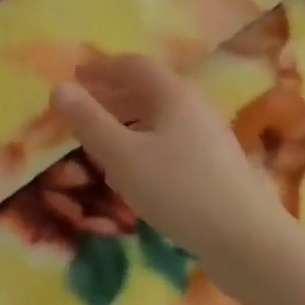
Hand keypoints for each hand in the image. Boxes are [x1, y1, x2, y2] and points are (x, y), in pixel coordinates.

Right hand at [49, 54, 289, 300]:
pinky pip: (171, 141)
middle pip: (149, 90)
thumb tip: (58, 87)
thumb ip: (89, 122)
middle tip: (83, 108)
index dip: (102, 68)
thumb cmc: (178, 189)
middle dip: (113, 95)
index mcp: (174, 94)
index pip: (134, 65)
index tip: (76, 76)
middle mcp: (195, 107)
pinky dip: (144, 144)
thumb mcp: (122, 156)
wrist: (246, 239)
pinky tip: (133, 172)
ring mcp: (209, 137)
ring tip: (101, 140)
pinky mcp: (215, 166)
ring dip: (128, 122)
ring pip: (160, 118)